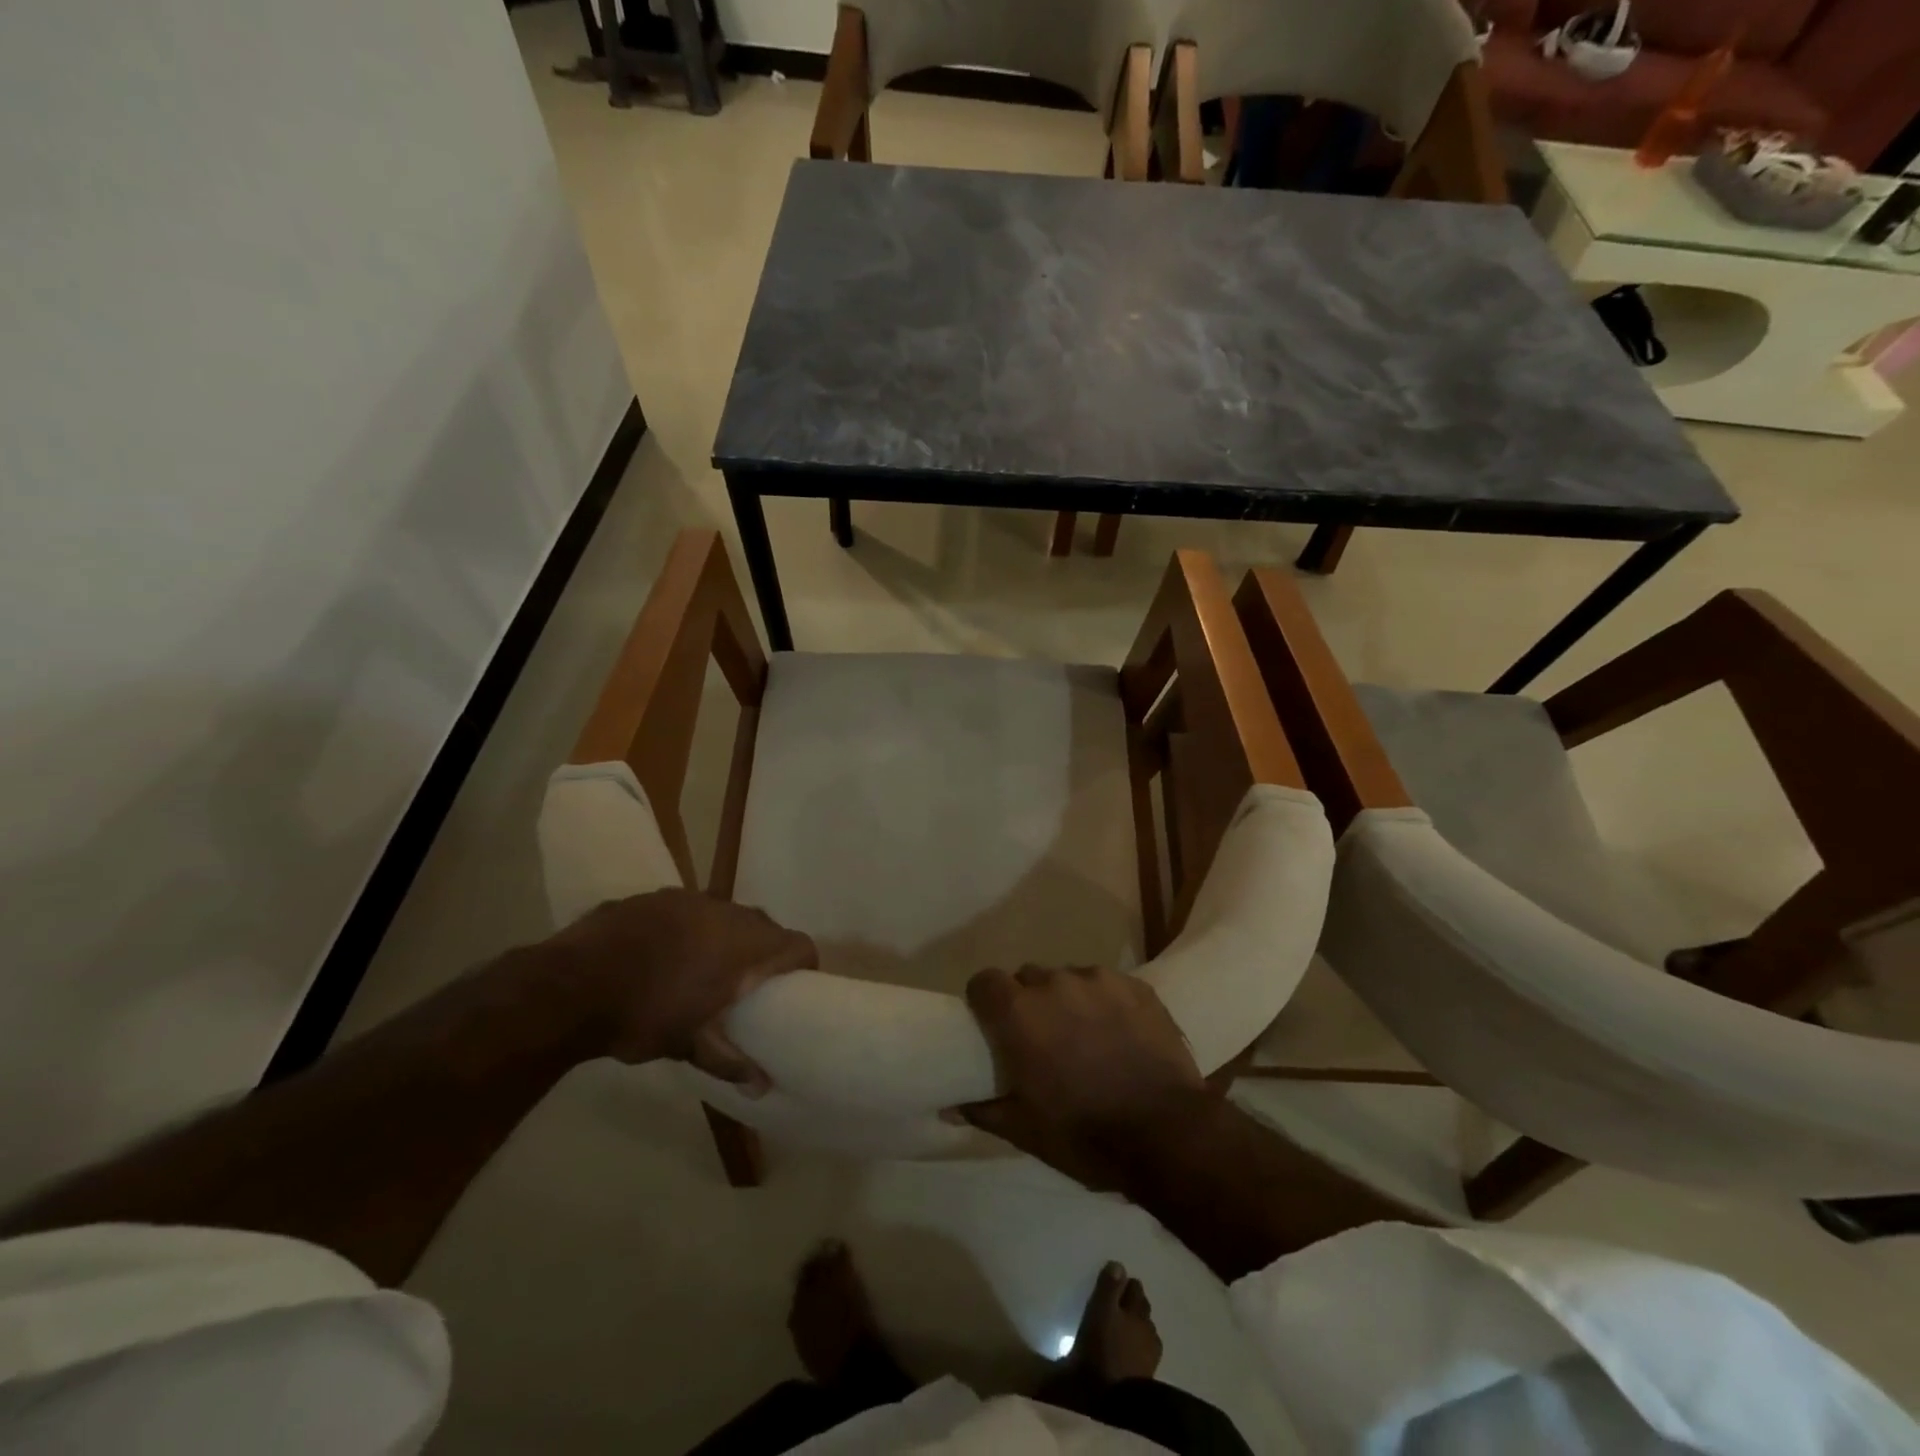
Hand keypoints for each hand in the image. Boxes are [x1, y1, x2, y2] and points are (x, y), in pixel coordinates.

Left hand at [548, 889, 815, 1090]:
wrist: (569, 985)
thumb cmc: (642, 1015)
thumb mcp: (688, 1045)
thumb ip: (729, 1060)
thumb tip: (762, 1087)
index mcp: (745, 945)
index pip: (797, 944)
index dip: (804, 964)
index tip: (797, 987)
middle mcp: (726, 912)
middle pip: (763, 926)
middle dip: (763, 952)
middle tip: (749, 985)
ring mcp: (687, 899)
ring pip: (723, 914)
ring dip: (724, 938)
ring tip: (704, 969)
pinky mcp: (653, 897)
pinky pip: (686, 911)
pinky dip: (687, 930)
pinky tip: (661, 955)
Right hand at [956, 965, 1215, 1190]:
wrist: (1168, 1132)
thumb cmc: (1085, 1134)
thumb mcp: (1026, 1131)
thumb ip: (984, 1110)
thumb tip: (949, 1106)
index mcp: (1019, 1013)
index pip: (984, 981)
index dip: (985, 1000)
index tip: (993, 1025)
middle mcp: (1054, 983)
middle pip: (1028, 978)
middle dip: (1028, 1002)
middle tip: (1042, 1039)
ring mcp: (1098, 979)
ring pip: (1069, 978)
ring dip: (1068, 1000)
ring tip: (1086, 1036)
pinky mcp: (1136, 985)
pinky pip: (1107, 984)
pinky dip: (1105, 1002)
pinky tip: (1120, 1033)